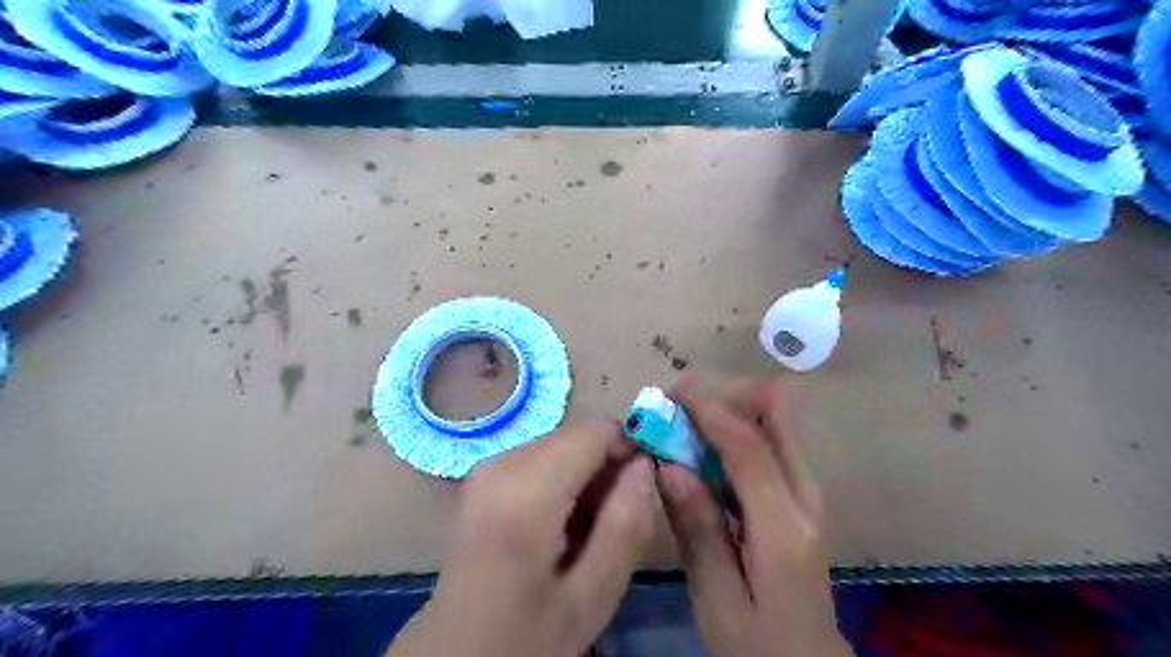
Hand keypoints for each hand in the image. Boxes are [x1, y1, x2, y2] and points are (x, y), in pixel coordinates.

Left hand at [388, 420, 655, 656]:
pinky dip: (561, 481)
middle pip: (578, 434)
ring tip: (581, 531)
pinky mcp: (483, 473)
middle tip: (608, 523)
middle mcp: (501, 462)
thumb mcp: (593, 596)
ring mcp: (487, 465)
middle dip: (604, 468)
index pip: (596, 430)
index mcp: (527, 491)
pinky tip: (557, 526)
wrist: (457, 651)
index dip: (626, 452)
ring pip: (561, 443)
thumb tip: (645, 465)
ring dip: (584, 477)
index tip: (636, 495)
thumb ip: (626, 525)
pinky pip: (541, 456)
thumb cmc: (527, 634)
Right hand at [658, 376, 852, 656]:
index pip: (748, 445)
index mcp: (783, 527)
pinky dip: (736, 430)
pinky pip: (770, 441)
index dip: (709, 409)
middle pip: (775, 415)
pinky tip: (703, 447)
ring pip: (775, 421)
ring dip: (729, 410)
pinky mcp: (801, 495)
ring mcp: (809, 492)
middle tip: (679, 404)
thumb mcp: (716, 598)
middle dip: (726, 396)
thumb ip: (696, 530)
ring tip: (684, 420)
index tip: (671, 392)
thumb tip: (668, 465)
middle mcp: (806, 496)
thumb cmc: (757, 643)